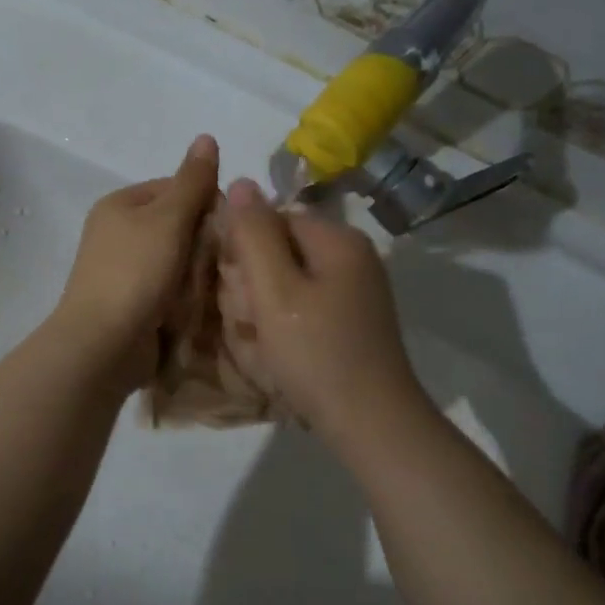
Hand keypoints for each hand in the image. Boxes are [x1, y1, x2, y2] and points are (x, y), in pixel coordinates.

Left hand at [51, 135, 219, 387]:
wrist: (103, 344)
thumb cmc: (135, 272)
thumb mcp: (168, 219)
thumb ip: (192, 181)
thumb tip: (206, 136)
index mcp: (120, 205)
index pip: (175, 188)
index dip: (206, 202)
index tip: (230, 225)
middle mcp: (118, 234)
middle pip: (177, 226)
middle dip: (204, 241)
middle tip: (228, 259)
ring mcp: (124, 271)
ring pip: (177, 261)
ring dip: (198, 272)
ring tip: (218, 285)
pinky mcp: (132, 304)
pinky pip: (170, 290)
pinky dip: (187, 295)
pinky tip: (203, 305)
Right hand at [219, 177, 426, 438]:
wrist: (371, 423)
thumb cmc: (316, 353)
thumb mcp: (274, 290)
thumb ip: (253, 235)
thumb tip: (240, 181)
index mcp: (338, 240)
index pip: (273, 218)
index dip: (244, 248)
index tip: (233, 286)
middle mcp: (353, 257)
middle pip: (282, 249)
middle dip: (255, 281)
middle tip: (249, 319)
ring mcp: (357, 291)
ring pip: (290, 281)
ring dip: (265, 306)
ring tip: (263, 341)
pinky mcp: (354, 321)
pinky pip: (306, 306)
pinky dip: (286, 324)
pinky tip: (280, 352)